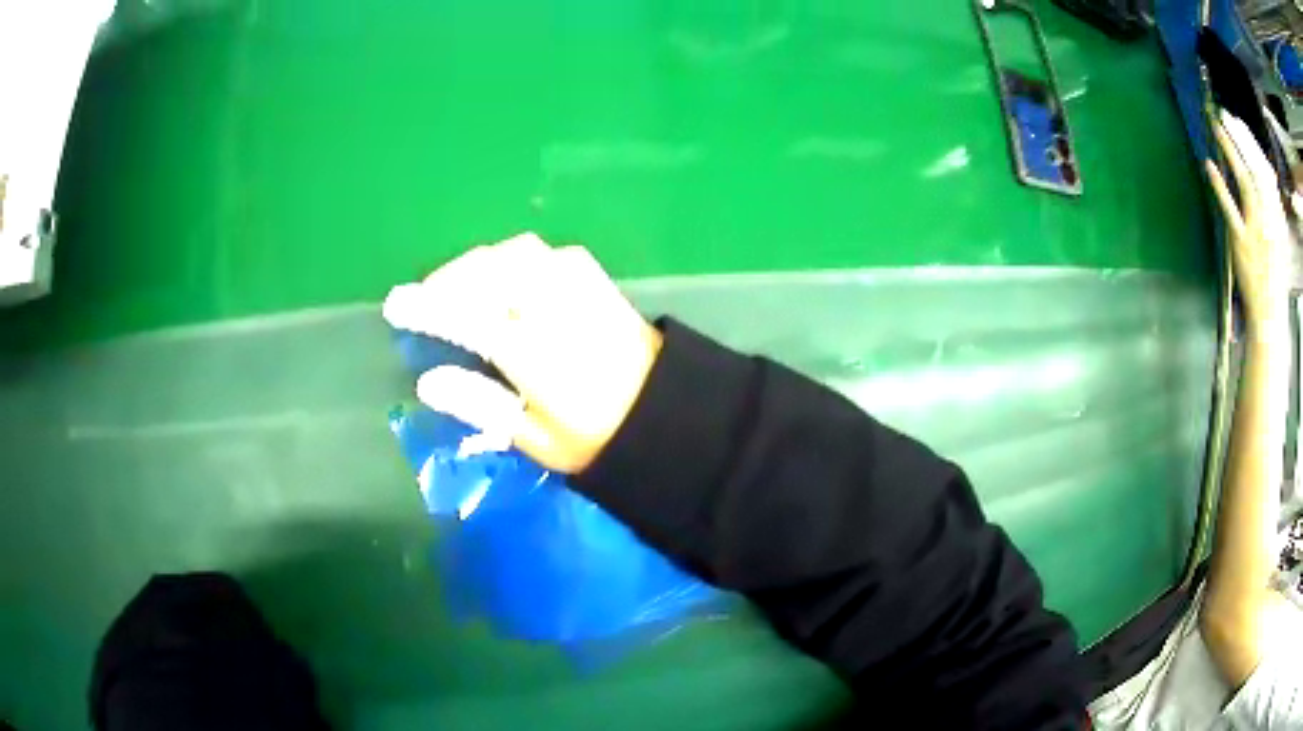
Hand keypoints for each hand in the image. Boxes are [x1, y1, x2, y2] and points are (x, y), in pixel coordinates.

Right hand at [383, 233, 662, 472]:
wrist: (668, 416)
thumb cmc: (599, 439)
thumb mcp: (537, 440)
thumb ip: (481, 406)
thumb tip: (427, 382)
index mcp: (537, 353)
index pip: (468, 317)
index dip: (427, 308)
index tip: (396, 306)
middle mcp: (555, 307)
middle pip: (489, 272)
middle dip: (449, 280)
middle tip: (424, 299)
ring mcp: (580, 287)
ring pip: (515, 253)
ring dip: (479, 264)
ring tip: (459, 288)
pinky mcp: (597, 280)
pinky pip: (544, 253)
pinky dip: (512, 258)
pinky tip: (505, 279)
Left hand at [1205, 111, 1292, 332]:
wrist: (1271, 316)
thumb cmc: (1275, 274)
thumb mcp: (1280, 237)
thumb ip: (1274, 206)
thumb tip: (1269, 170)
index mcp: (1278, 219)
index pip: (1265, 172)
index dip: (1251, 144)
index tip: (1239, 123)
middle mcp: (1270, 222)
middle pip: (1255, 170)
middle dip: (1240, 139)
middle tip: (1225, 115)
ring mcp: (1257, 233)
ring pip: (1245, 183)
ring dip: (1231, 152)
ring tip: (1217, 128)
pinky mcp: (1242, 246)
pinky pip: (1230, 210)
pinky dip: (1219, 186)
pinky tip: (1209, 165)